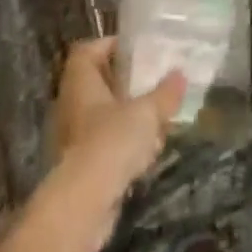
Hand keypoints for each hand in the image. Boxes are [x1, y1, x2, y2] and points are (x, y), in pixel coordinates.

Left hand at [51, 38, 184, 229]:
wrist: (82, 206)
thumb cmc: (111, 142)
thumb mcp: (147, 112)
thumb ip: (165, 93)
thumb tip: (180, 74)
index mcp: (81, 82)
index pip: (87, 51)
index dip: (109, 45)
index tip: (136, 50)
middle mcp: (70, 106)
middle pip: (96, 83)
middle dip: (124, 83)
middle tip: (152, 81)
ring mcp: (72, 139)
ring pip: (100, 116)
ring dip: (125, 116)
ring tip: (156, 117)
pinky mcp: (79, 169)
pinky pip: (102, 146)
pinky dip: (122, 145)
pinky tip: (146, 152)